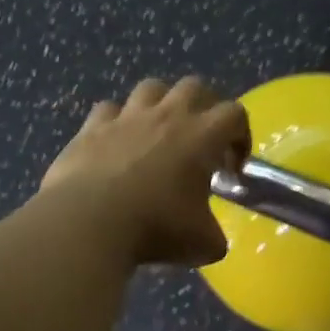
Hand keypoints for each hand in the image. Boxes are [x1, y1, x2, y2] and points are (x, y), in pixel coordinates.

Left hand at [39, 77, 249, 266]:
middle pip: (194, 87)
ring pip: (151, 88)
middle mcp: (166, 116)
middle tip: (200, 140)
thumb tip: (213, 239)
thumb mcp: (203, 243)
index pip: (234, 114)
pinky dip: (117, 122)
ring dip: (161, 104)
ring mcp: (126, 118)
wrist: (89, 222)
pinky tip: (116, 143)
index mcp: (201, 136)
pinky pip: (108, 110)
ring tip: (159, 133)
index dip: (240, 137)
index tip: (231, 168)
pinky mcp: (91, 128)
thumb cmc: (155, 228)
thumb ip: (215, 234)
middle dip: (204, 108)